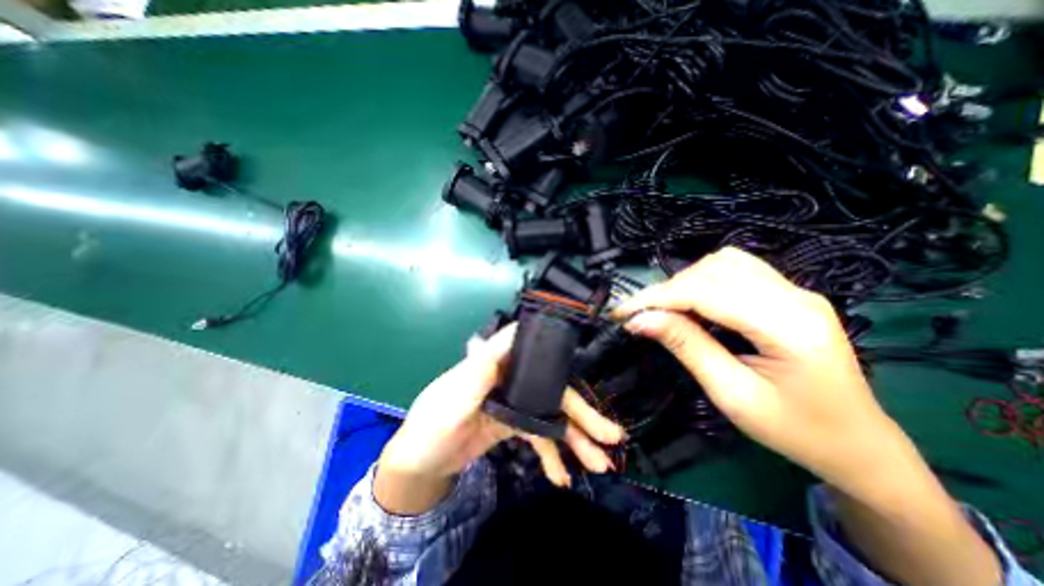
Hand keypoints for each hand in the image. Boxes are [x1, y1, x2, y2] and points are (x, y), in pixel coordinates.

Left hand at [376, 326, 621, 513]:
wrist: (419, 463)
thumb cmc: (431, 422)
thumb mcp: (455, 394)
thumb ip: (484, 366)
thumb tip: (514, 330)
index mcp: (498, 363)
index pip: (535, 351)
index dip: (563, 355)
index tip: (591, 363)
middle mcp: (511, 378)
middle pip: (553, 390)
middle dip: (583, 414)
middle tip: (612, 437)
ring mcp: (515, 403)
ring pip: (552, 416)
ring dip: (575, 440)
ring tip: (600, 465)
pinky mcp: (514, 424)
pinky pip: (540, 437)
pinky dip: (553, 455)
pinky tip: (563, 475)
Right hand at [618, 248, 1001, 585]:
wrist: (856, 443)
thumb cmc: (794, 430)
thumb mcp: (731, 394)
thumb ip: (686, 347)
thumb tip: (641, 320)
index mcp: (789, 326)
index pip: (706, 292)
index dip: (657, 298)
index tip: (622, 312)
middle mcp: (796, 296)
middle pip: (713, 271)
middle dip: (667, 289)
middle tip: (639, 315)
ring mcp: (795, 290)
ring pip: (723, 263)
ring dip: (684, 281)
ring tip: (664, 308)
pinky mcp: (788, 293)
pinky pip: (735, 269)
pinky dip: (702, 279)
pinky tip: (692, 300)